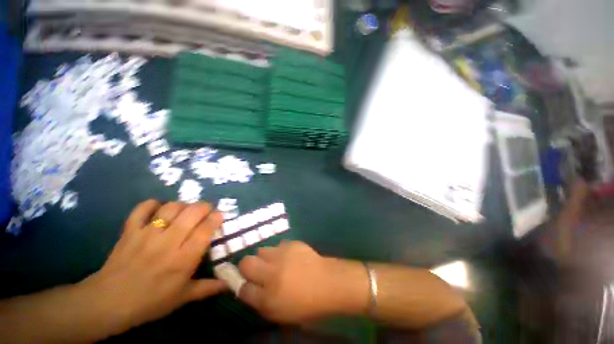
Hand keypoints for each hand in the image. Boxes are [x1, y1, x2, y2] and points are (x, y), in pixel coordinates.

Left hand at [80, 200, 226, 331]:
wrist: (108, 303)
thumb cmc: (150, 302)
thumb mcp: (183, 297)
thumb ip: (208, 288)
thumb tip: (230, 283)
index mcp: (183, 259)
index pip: (205, 230)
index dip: (216, 218)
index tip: (219, 216)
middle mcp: (168, 243)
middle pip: (192, 213)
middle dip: (204, 206)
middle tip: (207, 210)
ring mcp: (147, 234)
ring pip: (171, 207)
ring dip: (183, 205)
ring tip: (185, 210)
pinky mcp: (130, 231)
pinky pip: (142, 208)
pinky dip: (153, 204)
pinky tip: (159, 208)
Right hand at [238, 241, 359, 322]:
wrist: (329, 283)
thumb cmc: (306, 304)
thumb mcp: (281, 313)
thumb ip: (261, 302)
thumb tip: (247, 288)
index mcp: (269, 297)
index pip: (242, 289)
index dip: (241, 286)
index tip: (246, 284)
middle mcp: (272, 273)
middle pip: (246, 263)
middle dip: (246, 267)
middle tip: (256, 270)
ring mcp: (283, 255)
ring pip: (262, 250)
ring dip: (264, 257)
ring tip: (275, 262)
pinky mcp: (293, 244)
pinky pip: (278, 245)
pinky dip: (280, 251)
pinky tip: (289, 257)